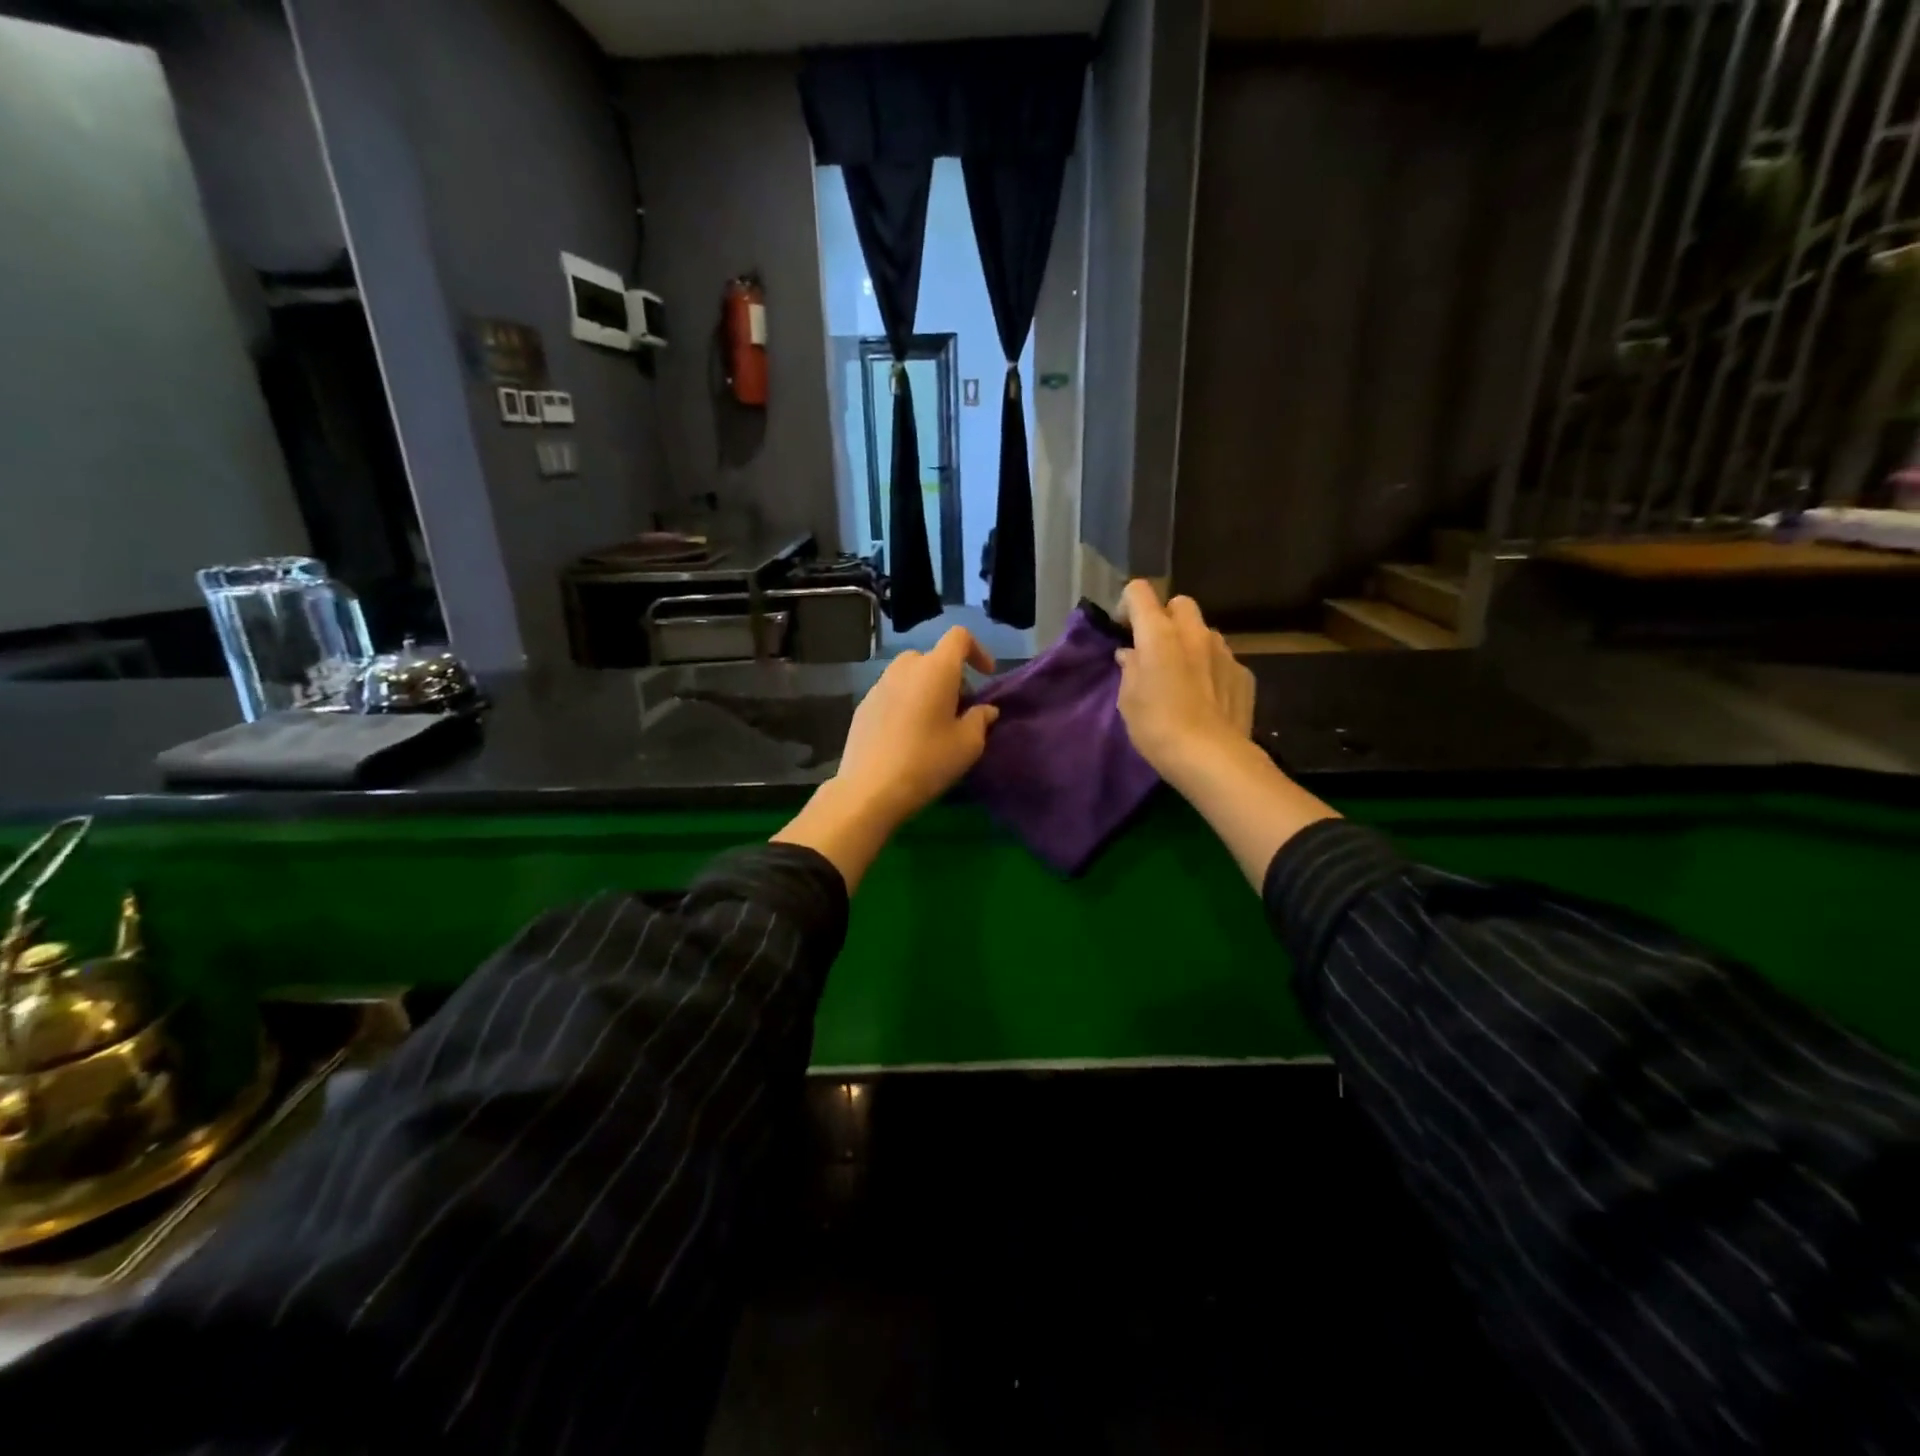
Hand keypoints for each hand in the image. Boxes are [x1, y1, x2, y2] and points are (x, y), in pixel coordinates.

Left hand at [773, 627, 998, 888]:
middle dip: (951, 676)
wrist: (870, 789)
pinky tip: (907, 736)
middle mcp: (904, 668)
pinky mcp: (863, 706)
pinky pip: (892, 693)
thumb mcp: (968, 744)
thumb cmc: (927, 761)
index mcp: (935, 669)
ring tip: (934, 723)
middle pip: (933, 657)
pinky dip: (906, 702)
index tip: (987, 676)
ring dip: (926, 689)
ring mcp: (879, 686)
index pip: (959, 637)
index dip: (978, 651)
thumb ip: (981, 719)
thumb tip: (985, 710)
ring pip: (910, 675)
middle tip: (960, 708)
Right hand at [1114, 580, 1255, 786]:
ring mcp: (1224, 651)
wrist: (1211, 757)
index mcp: (1159, 634)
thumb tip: (1131, 654)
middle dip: (1166, 618)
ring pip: (1204, 632)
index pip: (1140, 592)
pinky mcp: (1244, 674)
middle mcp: (1194, 633)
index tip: (1125, 630)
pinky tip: (1206, 697)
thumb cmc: (1157, 725)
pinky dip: (1211, 669)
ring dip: (1191, 644)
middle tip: (1156, 648)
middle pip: (1180, 604)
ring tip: (1183, 676)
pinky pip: (1223, 660)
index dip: (1128, 605)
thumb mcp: (1128, 699)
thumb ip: (1130, 668)